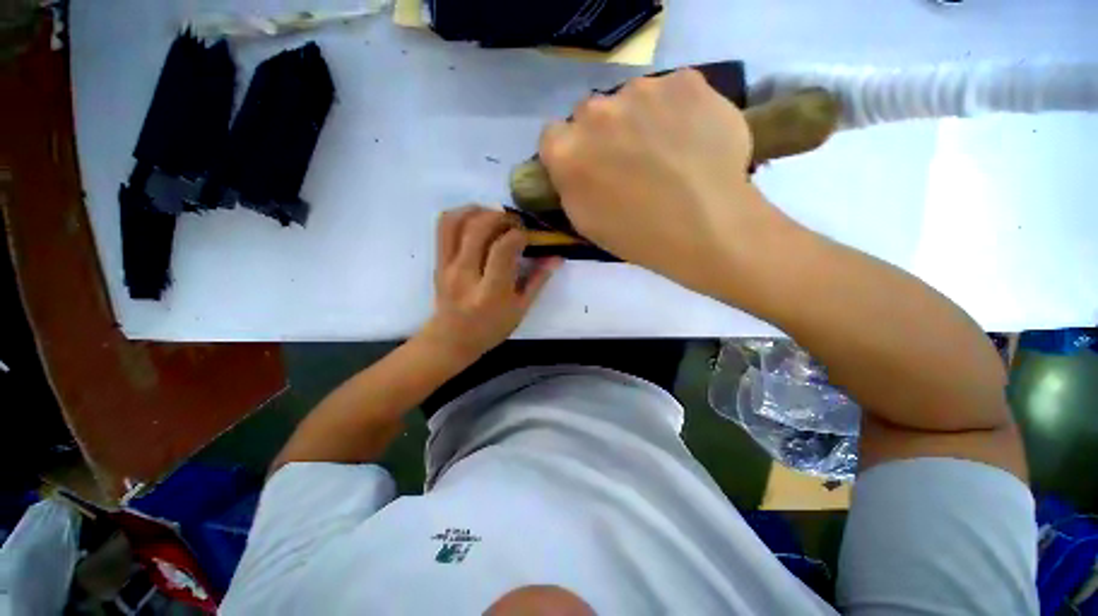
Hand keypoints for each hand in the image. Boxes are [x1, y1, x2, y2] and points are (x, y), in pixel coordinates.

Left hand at [417, 206, 558, 364]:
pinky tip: (476, 220)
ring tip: (494, 216)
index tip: (527, 237)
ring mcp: (447, 266)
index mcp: (491, 292)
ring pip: (456, 222)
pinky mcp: (437, 261)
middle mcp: (466, 274)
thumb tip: (557, 257)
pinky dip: (460, 215)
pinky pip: (443, 228)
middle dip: (500, 217)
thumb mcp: (520, 309)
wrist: (451, 339)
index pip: (503, 249)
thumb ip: (538, 281)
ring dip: (478, 210)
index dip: (518, 234)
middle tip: (514, 223)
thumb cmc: (491, 328)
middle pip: (478, 228)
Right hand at [539, 69, 788, 296]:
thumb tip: (575, 166)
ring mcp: (642, 90)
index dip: (569, 153)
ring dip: (639, 119)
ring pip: (631, 99)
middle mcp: (595, 111)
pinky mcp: (685, 81)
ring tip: (665, 151)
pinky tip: (691, 138)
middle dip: (602, 135)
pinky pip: (670, 91)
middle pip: (590, 114)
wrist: (707, 227)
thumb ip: (570, 185)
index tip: (587, 169)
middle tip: (628, 161)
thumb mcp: (585, 222)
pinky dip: (676, 110)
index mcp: (567, 151)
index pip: (552, 137)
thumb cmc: (638, 236)